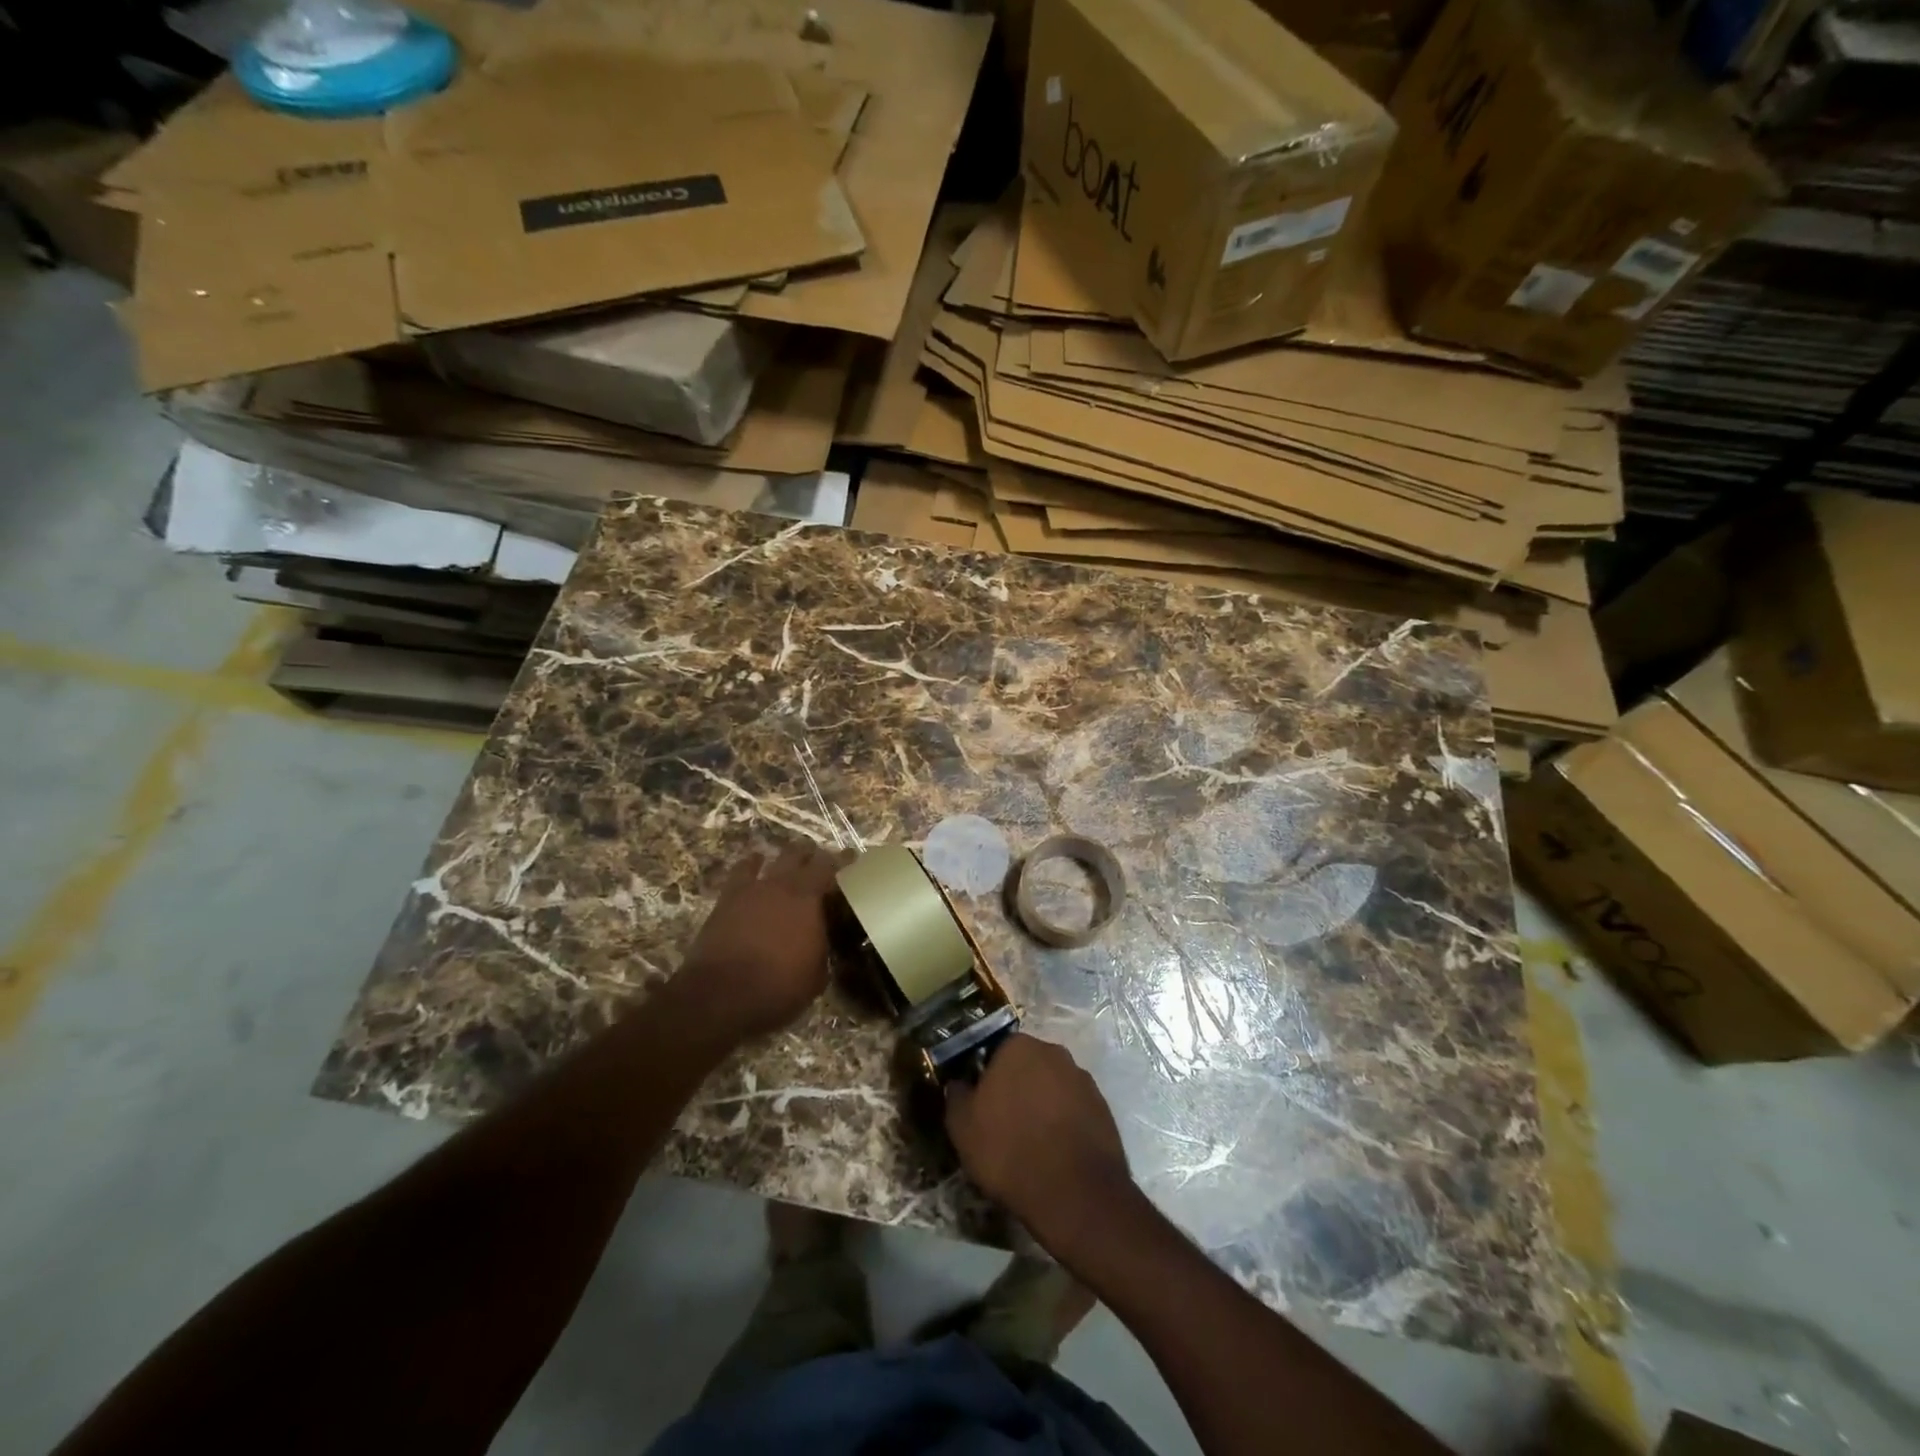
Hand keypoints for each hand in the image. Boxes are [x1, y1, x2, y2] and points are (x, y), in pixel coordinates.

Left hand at [679, 843, 845, 1041]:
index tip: (852, 856)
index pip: (833, 868)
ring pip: (776, 858)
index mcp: (811, 900)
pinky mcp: (728, 897)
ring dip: (787, 857)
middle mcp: (784, 885)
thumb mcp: (816, 977)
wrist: (721, 995)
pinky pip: (742, 870)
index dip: (844, 860)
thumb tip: (823, 943)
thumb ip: (823, 950)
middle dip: (814, 855)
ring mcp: (754, 888)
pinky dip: (752, 863)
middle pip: (803, 855)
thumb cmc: (778, 988)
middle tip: (822, 862)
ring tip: (793, 860)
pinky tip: (754, 862)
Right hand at [946, 1034, 1134, 1255]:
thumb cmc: (1009, 1150)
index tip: (981, 1105)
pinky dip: (1065, 1124)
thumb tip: (958, 1083)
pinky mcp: (1103, 1108)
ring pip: (1053, 1087)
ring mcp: (1083, 1079)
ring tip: (1032, 1143)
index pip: (995, 1051)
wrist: (1074, 1193)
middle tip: (1004, 1123)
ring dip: (1043, 1105)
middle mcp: (1054, 1052)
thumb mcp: (962, 1127)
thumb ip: (957, 1096)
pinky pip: (1075, 1110)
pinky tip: (1056, 1153)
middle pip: (1028, 1066)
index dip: (987, 1078)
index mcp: (1018, 1047)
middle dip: (1017, 1088)